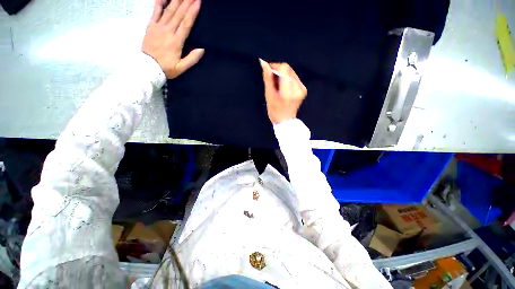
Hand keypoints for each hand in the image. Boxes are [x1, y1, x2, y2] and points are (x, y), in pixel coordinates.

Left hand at [142, 0, 203, 78]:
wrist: (147, 68)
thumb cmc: (166, 68)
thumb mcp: (181, 68)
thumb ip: (192, 59)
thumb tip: (202, 49)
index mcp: (176, 41)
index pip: (186, 24)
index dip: (192, 12)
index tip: (198, 2)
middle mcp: (168, 31)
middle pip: (178, 14)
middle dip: (186, 2)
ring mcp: (158, 27)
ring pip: (169, 11)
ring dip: (176, 1)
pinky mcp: (151, 26)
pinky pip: (155, 12)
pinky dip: (159, 3)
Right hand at [259, 59, 306, 123]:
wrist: (285, 121)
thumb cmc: (274, 111)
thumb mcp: (268, 95)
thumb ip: (267, 78)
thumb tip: (264, 62)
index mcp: (288, 91)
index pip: (284, 68)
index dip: (275, 66)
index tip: (268, 70)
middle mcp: (298, 88)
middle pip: (288, 69)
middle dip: (278, 71)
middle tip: (272, 79)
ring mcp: (302, 89)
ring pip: (291, 72)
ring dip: (283, 75)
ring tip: (277, 85)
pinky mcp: (303, 89)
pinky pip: (294, 78)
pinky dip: (287, 79)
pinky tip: (283, 87)